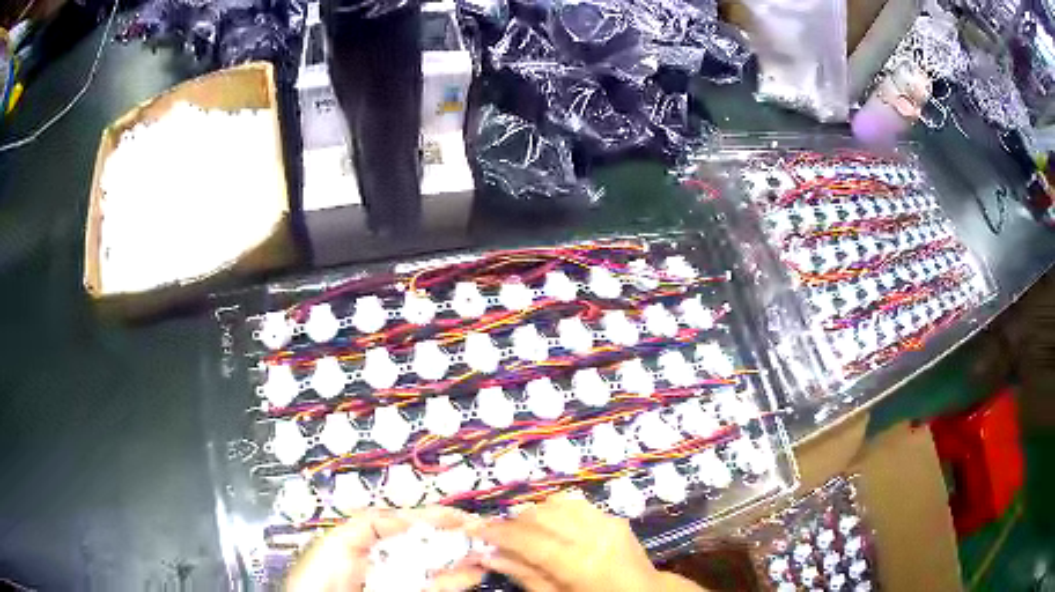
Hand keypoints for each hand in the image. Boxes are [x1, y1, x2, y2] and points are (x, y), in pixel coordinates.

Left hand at [286, 506, 485, 591]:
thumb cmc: (318, 577)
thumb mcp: (338, 540)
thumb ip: (370, 523)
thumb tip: (405, 515)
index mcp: (368, 542)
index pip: (406, 525)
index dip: (432, 517)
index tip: (457, 514)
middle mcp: (386, 560)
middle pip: (426, 544)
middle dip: (453, 536)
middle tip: (479, 530)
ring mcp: (399, 580)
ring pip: (436, 566)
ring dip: (461, 556)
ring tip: (484, 548)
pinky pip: (436, 585)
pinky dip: (456, 579)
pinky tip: (472, 571)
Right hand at [470, 493, 705, 591]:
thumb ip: (525, 575)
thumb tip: (489, 555)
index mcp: (580, 563)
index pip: (530, 540)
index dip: (499, 532)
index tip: (474, 528)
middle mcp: (594, 535)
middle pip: (541, 514)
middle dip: (515, 521)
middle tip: (499, 535)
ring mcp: (607, 521)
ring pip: (556, 503)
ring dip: (535, 514)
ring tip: (525, 531)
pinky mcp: (614, 516)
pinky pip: (576, 504)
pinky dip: (556, 511)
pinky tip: (552, 527)